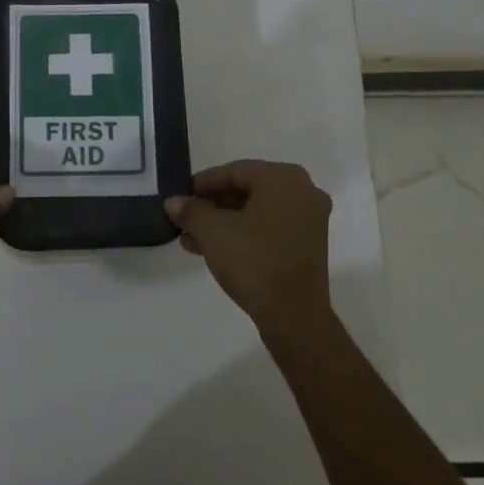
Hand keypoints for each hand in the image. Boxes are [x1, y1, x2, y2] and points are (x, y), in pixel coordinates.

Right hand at [165, 160, 333, 330]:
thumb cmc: (253, 259)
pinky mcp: (308, 245)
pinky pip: (270, 228)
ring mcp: (309, 219)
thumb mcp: (212, 231)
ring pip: (257, 211)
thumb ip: (190, 211)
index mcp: (283, 177)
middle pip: (247, 190)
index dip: (203, 183)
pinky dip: (243, 234)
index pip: (234, 170)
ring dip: (224, 222)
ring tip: (192, 239)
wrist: (294, 314)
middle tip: (186, 218)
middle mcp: (303, 191)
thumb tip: (174, 202)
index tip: (181, 195)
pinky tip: (214, 250)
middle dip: (212, 205)